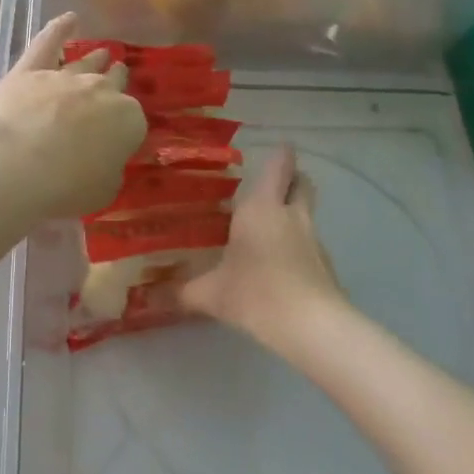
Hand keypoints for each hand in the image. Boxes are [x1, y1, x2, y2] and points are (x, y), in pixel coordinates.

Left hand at [0, 13, 146, 218]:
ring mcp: (65, 77)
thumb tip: (104, 162)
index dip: (124, 134)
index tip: (116, 143)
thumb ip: (109, 170)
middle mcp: (101, 92)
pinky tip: (69, 19)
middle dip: (116, 83)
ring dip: (96, 59)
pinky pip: (48, 43)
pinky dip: (58, 29)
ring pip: (86, 64)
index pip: (133, 124)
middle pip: (113, 84)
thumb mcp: (103, 190)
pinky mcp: (30, 71)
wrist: (16, 164)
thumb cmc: (66, 187)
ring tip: (102, 54)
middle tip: (117, 78)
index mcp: (128, 120)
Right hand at [178, 145, 342, 347]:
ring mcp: (313, 240)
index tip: (277, 148)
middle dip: (292, 179)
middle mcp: (291, 215)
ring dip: (293, 214)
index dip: (281, 154)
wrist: (311, 326)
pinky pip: (311, 244)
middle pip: (302, 183)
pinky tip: (280, 266)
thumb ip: (180, 292)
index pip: (280, 166)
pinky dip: (298, 245)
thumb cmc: (255, 293)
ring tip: (268, 229)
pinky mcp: (325, 265)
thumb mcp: (210, 294)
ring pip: (307, 213)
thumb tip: (148, 298)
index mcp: (262, 208)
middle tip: (271, 187)